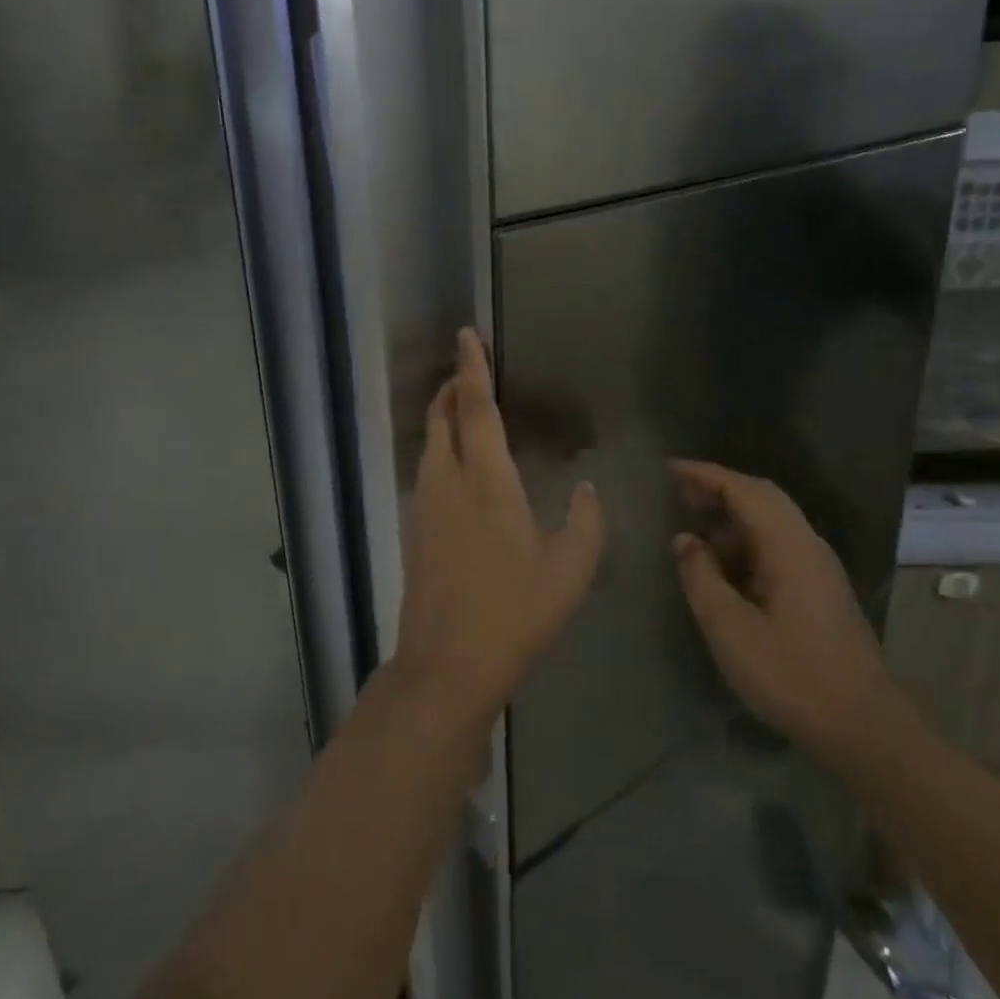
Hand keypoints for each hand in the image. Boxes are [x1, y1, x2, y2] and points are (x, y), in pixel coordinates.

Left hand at [393, 330, 604, 721]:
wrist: (447, 663)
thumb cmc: (515, 612)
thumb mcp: (570, 570)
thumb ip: (585, 521)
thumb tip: (586, 487)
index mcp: (486, 481)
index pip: (476, 410)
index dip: (472, 369)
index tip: (466, 335)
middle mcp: (447, 482)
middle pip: (441, 418)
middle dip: (451, 387)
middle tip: (467, 370)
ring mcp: (424, 505)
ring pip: (429, 444)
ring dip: (443, 417)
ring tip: (464, 410)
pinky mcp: (414, 529)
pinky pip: (426, 470)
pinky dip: (439, 449)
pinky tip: (457, 467)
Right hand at [671, 461, 911, 764]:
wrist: (866, 730)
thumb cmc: (792, 676)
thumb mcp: (730, 629)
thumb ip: (700, 577)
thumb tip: (684, 540)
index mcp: (789, 546)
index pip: (743, 490)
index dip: (704, 474)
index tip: (668, 468)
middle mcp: (808, 545)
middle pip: (762, 497)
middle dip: (719, 489)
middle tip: (678, 492)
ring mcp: (818, 568)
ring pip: (771, 522)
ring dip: (732, 517)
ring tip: (694, 531)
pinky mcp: (820, 590)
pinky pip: (778, 546)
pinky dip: (746, 541)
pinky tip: (724, 567)